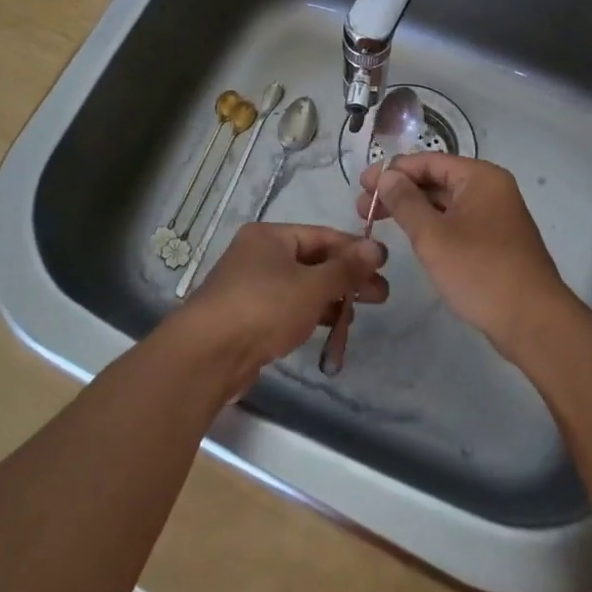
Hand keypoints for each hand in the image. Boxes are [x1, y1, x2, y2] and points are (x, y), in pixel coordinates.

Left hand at [168, 223, 388, 395]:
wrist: (207, 356)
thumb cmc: (263, 308)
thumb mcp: (312, 286)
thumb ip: (346, 268)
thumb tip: (376, 247)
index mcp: (270, 236)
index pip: (322, 236)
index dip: (354, 249)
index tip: (384, 265)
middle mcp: (258, 255)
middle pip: (312, 261)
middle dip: (346, 278)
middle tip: (380, 296)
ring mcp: (250, 287)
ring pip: (301, 287)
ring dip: (331, 299)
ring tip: (358, 316)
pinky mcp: (247, 318)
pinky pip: (287, 308)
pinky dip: (310, 315)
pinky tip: (330, 329)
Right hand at [359, 154, 573, 360]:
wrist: (534, 322)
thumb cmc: (480, 272)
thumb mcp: (433, 236)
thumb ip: (406, 202)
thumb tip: (387, 176)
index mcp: (480, 177)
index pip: (428, 161)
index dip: (392, 171)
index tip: (361, 186)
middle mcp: (491, 189)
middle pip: (437, 180)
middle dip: (399, 191)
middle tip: (363, 207)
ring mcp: (496, 215)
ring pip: (446, 203)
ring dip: (413, 209)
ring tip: (378, 222)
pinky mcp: (496, 241)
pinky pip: (457, 222)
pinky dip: (432, 225)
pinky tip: (412, 237)